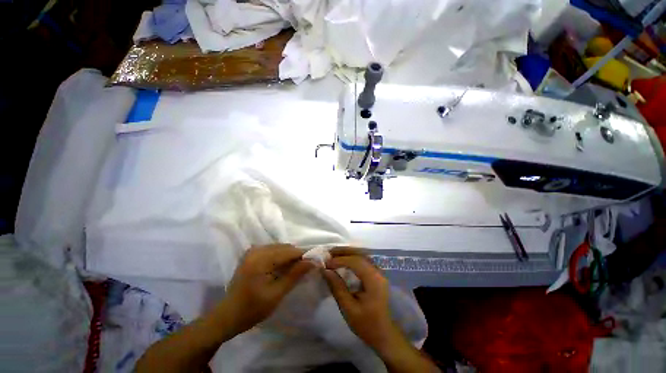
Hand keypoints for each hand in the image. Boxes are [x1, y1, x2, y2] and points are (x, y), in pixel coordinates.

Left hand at [221, 244, 312, 334]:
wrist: (227, 316)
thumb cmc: (252, 309)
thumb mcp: (277, 294)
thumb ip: (295, 275)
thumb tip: (313, 261)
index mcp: (261, 259)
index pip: (290, 251)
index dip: (304, 256)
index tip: (314, 264)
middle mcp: (256, 250)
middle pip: (285, 247)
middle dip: (297, 257)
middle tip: (305, 270)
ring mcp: (253, 250)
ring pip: (280, 248)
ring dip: (289, 257)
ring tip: (294, 270)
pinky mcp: (251, 254)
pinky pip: (272, 250)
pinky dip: (281, 257)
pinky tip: (282, 268)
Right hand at [322, 253, 404, 352]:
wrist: (384, 334)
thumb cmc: (366, 324)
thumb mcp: (348, 309)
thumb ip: (337, 287)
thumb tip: (325, 270)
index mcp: (373, 280)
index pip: (355, 262)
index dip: (340, 260)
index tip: (326, 264)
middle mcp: (377, 272)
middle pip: (360, 254)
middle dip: (343, 252)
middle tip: (328, 252)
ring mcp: (378, 272)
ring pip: (362, 255)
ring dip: (348, 253)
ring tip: (333, 254)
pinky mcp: (376, 274)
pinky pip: (364, 260)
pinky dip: (352, 257)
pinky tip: (344, 260)